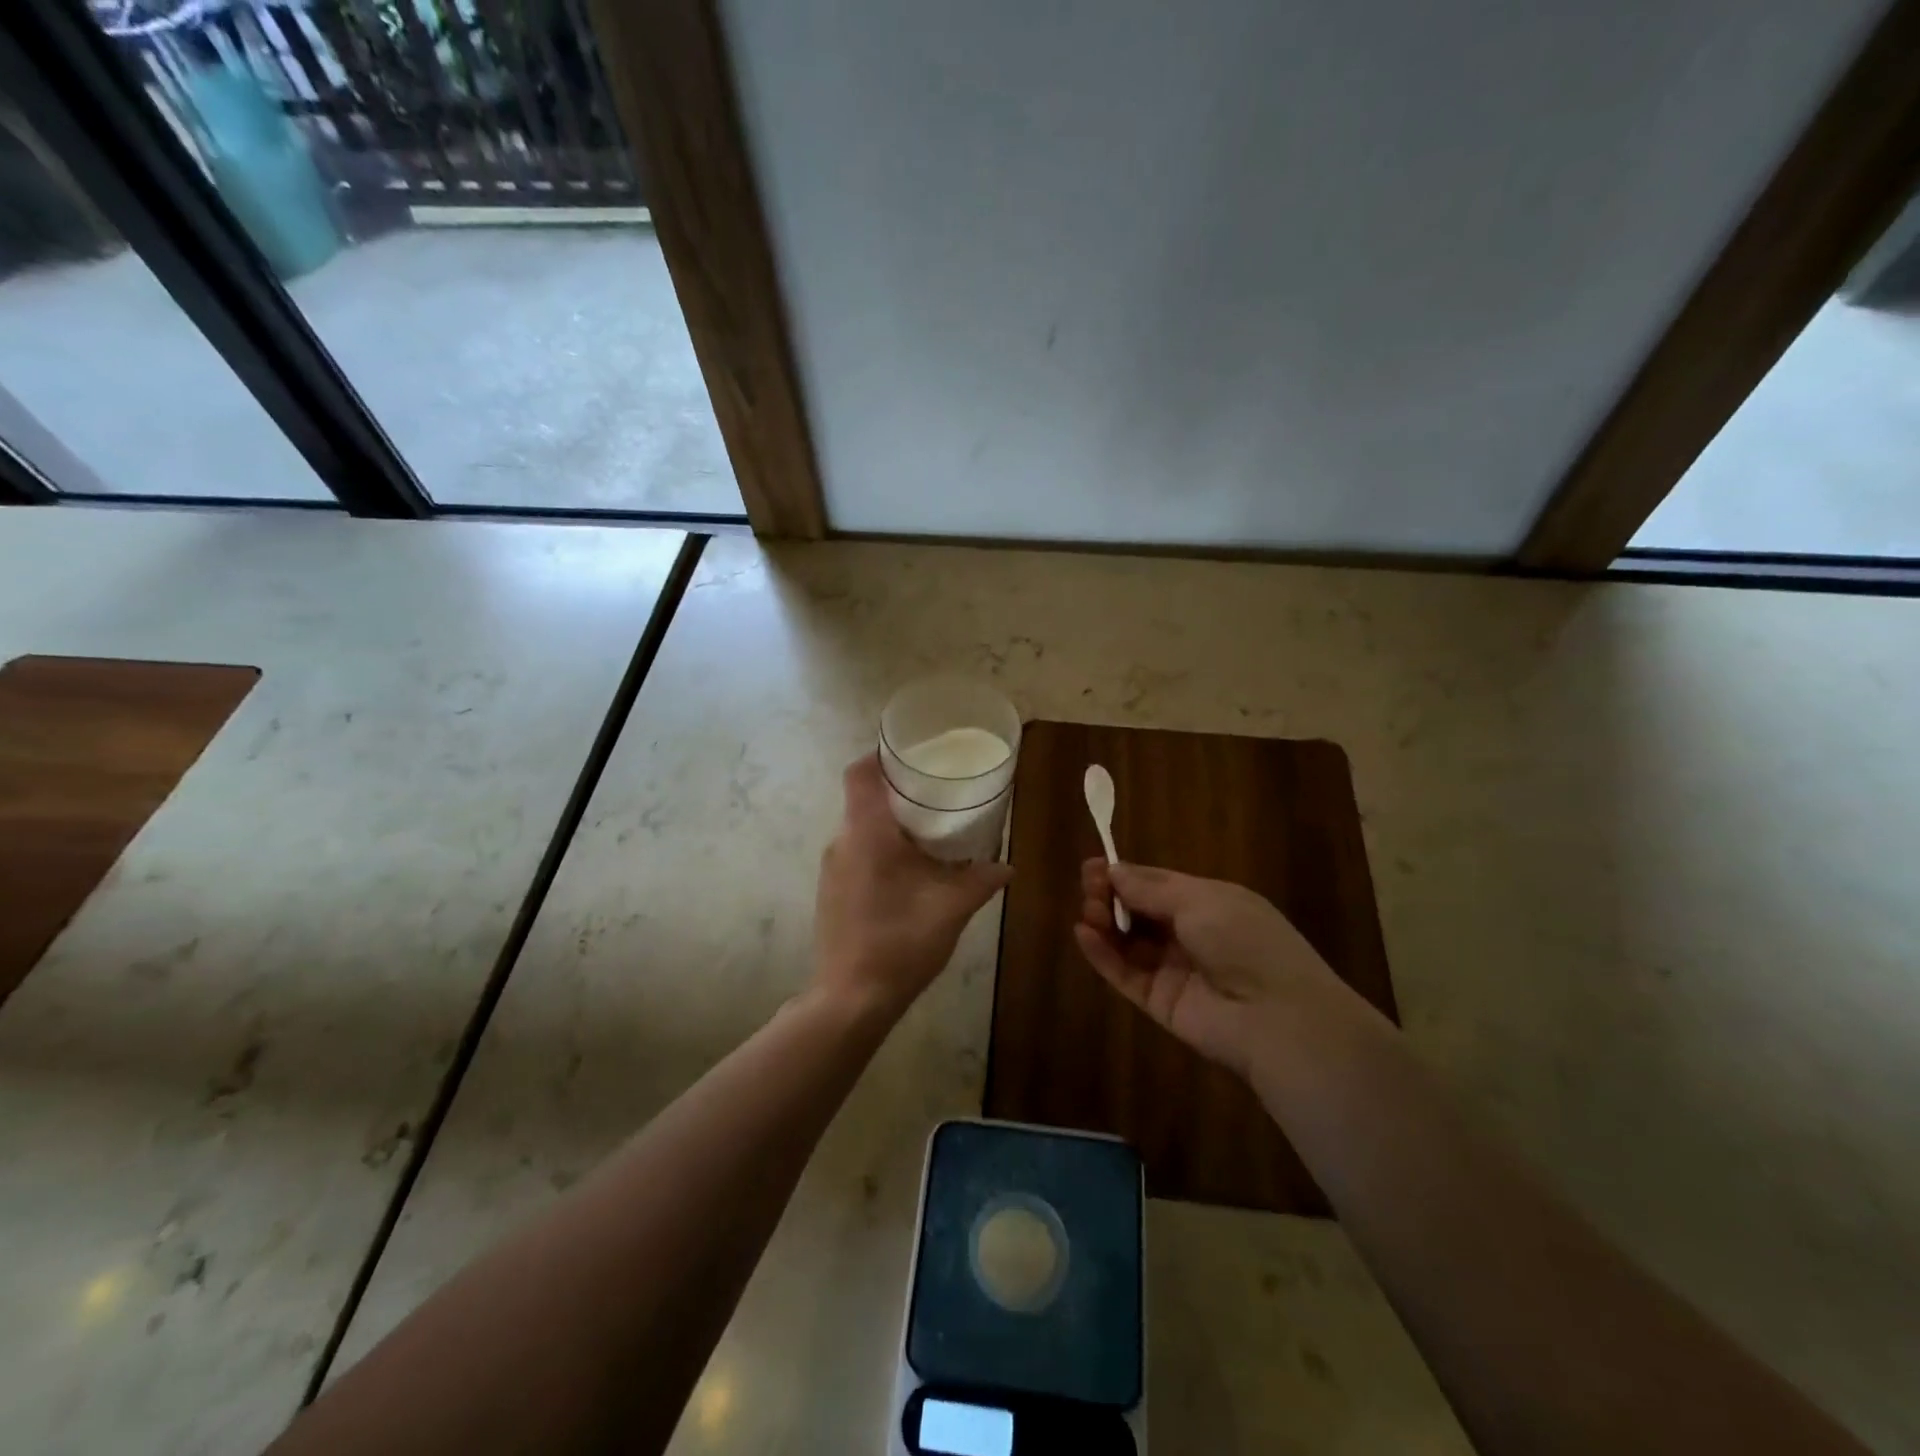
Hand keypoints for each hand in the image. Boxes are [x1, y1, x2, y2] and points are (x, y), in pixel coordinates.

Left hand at [814, 754, 1012, 1019]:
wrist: (851, 999)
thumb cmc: (900, 943)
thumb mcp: (950, 909)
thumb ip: (980, 881)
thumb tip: (1007, 866)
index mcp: (866, 834)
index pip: (860, 774)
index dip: (882, 756)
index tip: (914, 755)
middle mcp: (842, 842)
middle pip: (864, 798)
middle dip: (899, 792)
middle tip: (938, 792)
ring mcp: (832, 868)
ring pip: (861, 828)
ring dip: (892, 824)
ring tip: (931, 830)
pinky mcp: (832, 891)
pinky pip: (857, 852)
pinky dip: (882, 849)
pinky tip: (911, 870)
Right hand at [1073, 860, 1356, 1079]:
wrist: (1276, 1017)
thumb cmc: (1244, 941)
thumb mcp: (1200, 900)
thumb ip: (1151, 888)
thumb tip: (1115, 870)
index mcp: (1210, 904)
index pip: (1159, 885)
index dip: (1126, 875)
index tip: (1094, 866)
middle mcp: (1191, 935)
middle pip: (1140, 911)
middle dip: (1111, 896)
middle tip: (1088, 887)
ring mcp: (1174, 970)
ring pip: (1129, 942)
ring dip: (1105, 922)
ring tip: (1087, 911)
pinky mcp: (1159, 1002)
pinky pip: (1125, 974)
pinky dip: (1102, 954)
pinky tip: (1083, 934)